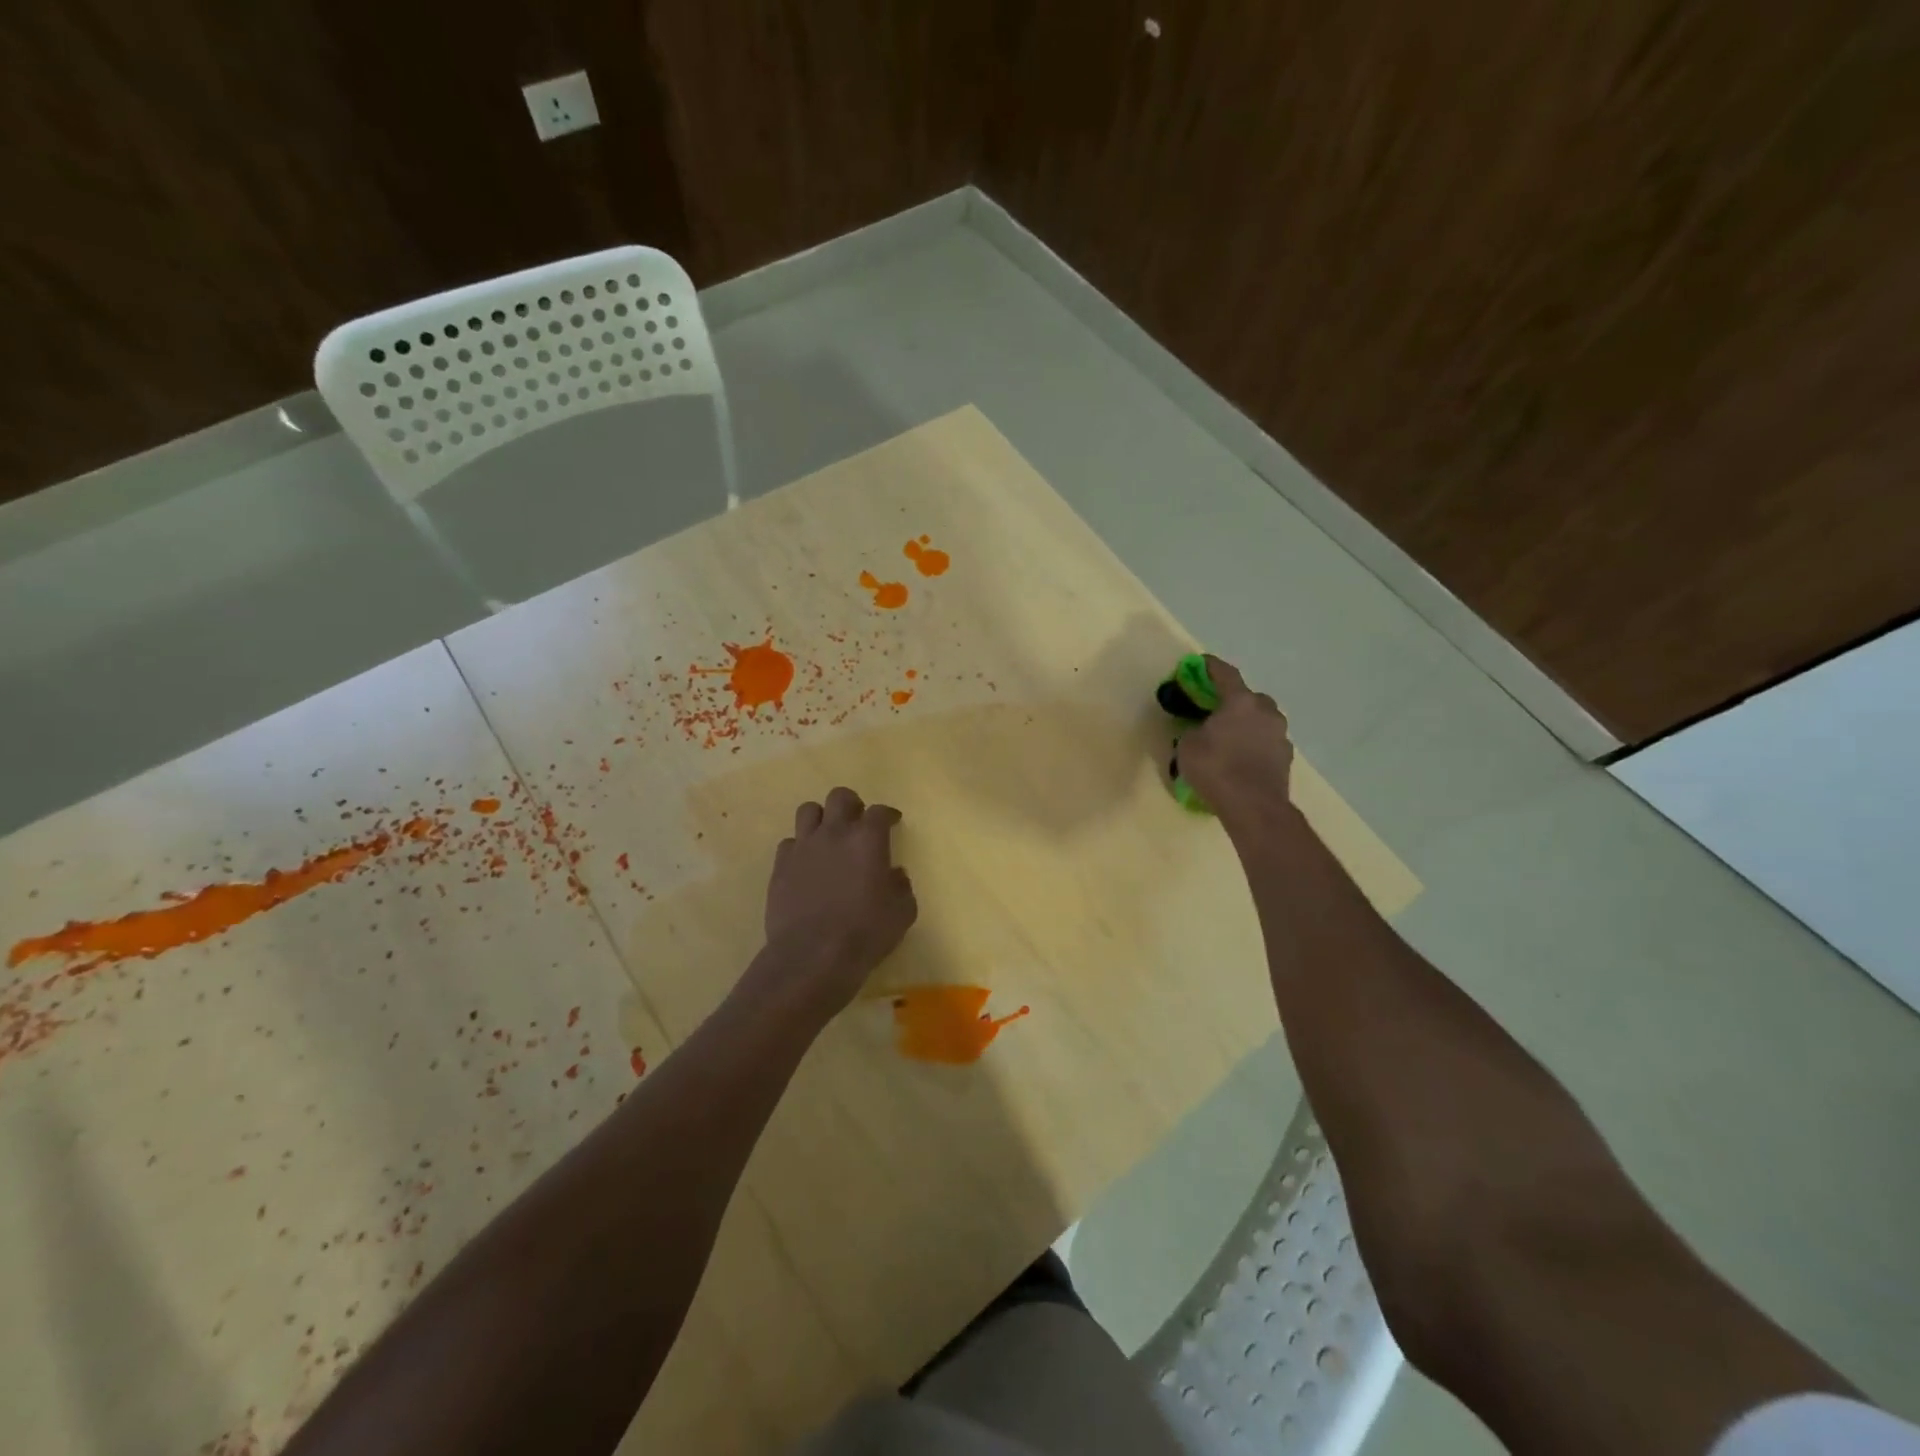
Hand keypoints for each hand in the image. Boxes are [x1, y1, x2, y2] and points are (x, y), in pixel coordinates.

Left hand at [759, 786, 917, 1012]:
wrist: (812, 956)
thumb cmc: (865, 933)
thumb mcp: (902, 913)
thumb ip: (901, 887)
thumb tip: (894, 875)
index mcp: (867, 839)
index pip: (879, 812)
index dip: (887, 815)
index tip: (892, 822)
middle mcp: (834, 833)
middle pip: (840, 797)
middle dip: (852, 805)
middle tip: (857, 824)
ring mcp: (803, 847)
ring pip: (808, 810)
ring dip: (821, 819)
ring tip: (828, 837)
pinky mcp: (780, 866)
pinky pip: (789, 843)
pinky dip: (800, 848)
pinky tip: (806, 865)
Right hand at [1177, 656, 1295, 824]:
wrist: (1254, 806)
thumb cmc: (1216, 768)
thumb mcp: (1187, 746)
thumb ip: (1193, 730)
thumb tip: (1201, 730)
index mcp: (1240, 701)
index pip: (1225, 674)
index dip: (1211, 666)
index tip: (1200, 663)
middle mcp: (1265, 711)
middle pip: (1248, 697)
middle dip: (1233, 701)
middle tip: (1215, 712)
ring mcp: (1280, 735)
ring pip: (1260, 721)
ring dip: (1246, 725)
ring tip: (1228, 740)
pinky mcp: (1286, 757)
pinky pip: (1266, 743)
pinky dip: (1254, 745)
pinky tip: (1241, 760)